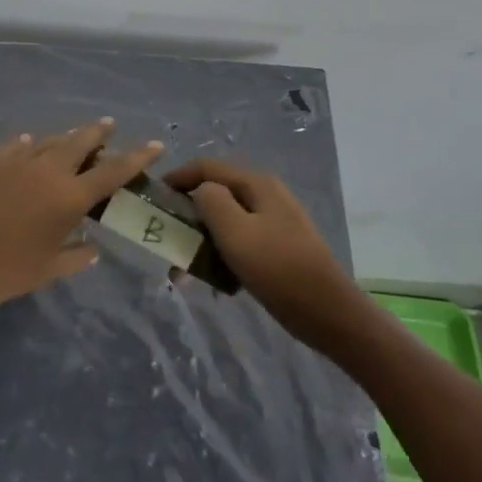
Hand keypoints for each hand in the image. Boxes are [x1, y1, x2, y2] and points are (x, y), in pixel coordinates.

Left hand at [0, 120, 163, 324]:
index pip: (113, 171)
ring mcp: (15, 160)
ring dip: (65, 138)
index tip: (156, 143)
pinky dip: (30, 145)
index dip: (137, 156)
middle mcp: (47, 169)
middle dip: (99, 133)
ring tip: (73, 139)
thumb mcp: (46, 271)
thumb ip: (75, 257)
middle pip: (81, 141)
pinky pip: (17, 145)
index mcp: (68, 197)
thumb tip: (92, 248)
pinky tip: (29, 144)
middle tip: (108, 127)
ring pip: (49, 140)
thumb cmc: (2, 274)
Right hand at [165, 160, 362, 346]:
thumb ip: (211, 201)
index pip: (207, 168)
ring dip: (203, 243)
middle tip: (168, 242)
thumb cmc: (278, 268)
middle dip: (189, 217)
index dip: (178, 178)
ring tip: (185, 273)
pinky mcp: (279, 248)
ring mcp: (275, 222)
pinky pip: (241, 243)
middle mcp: (266, 196)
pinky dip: (223, 257)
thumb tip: (200, 191)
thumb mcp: (235, 231)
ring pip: (227, 223)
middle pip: (217, 195)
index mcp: (257, 184)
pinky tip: (217, 284)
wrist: (328, 312)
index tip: (154, 198)